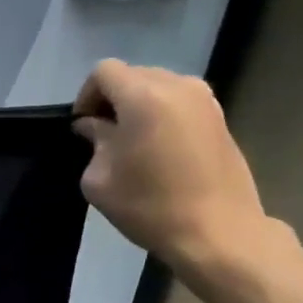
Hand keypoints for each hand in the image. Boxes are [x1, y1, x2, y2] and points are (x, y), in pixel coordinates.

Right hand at [72, 59, 274, 277]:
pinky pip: (180, 102)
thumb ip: (94, 142)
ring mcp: (205, 100)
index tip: (82, 127)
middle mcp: (178, 86)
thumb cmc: (149, 206)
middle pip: (133, 75)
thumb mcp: (100, 180)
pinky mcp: (220, 118)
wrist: (217, 231)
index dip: (86, 96)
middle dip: (113, 99)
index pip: (104, 72)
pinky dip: (162, 115)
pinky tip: (158, 150)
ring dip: (138, 106)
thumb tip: (95, 126)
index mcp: (143, 96)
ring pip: (159, 87)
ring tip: (132, 142)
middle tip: (103, 135)